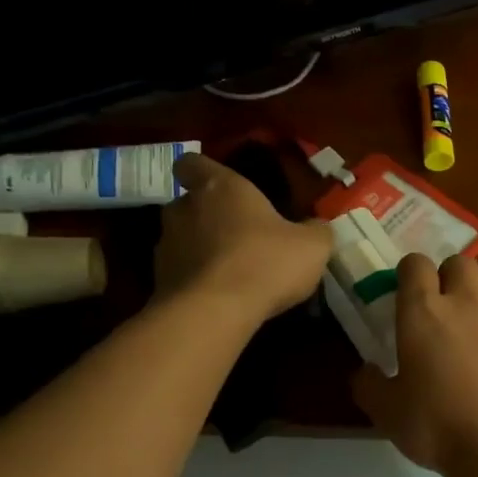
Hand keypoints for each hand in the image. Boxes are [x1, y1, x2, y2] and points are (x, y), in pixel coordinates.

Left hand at [156, 154, 331, 321]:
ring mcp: (166, 246)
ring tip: (229, 274)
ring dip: (200, 251)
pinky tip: (219, 299)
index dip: (202, 172)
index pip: (192, 163)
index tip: (218, 187)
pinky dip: (195, 282)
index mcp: (220, 187)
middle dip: (207, 218)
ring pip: (181, 240)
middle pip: (188, 204)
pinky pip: (179, 274)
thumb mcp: (312, 247)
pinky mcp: (159, 281)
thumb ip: (316, 231)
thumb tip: (317, 227)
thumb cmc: (265, 263)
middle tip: (236, 237)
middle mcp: (185, 209)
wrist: (215, 313)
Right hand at [353, 253, 477, 474]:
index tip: (404, 292)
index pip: (416, 265)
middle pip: (461, 262)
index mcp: (423, 313)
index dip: (409, 272)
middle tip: (440, 305)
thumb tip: (365, 371)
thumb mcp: (386, 411)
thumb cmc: (436, 425)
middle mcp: (464, 304)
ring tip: (473, 324)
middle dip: (448, 274)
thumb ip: (369, 385)